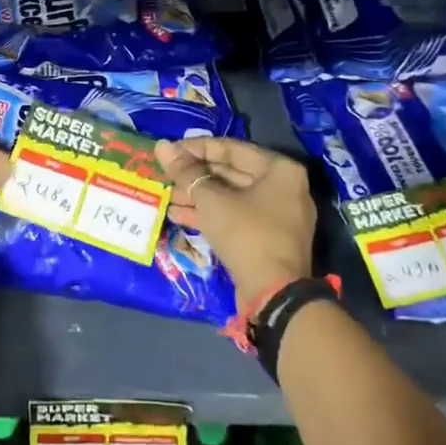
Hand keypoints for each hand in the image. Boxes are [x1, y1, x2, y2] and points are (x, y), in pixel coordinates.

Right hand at [155, 138, 315, 301]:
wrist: (274, 297)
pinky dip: (210, 214)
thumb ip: (186, 171)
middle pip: (230, 172)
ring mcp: (277, 215)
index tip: (169, 152)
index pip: (230, 148)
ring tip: (166, 196)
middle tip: (165, 175)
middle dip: (195, 176)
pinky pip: (236, 216)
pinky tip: (178, 215)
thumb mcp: (211, 199)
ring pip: (230, 197)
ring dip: (197, 196)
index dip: (195, 148)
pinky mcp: (268, 239)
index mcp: (279, 169)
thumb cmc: (246, 234)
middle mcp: (283, 187)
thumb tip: (162, 146)